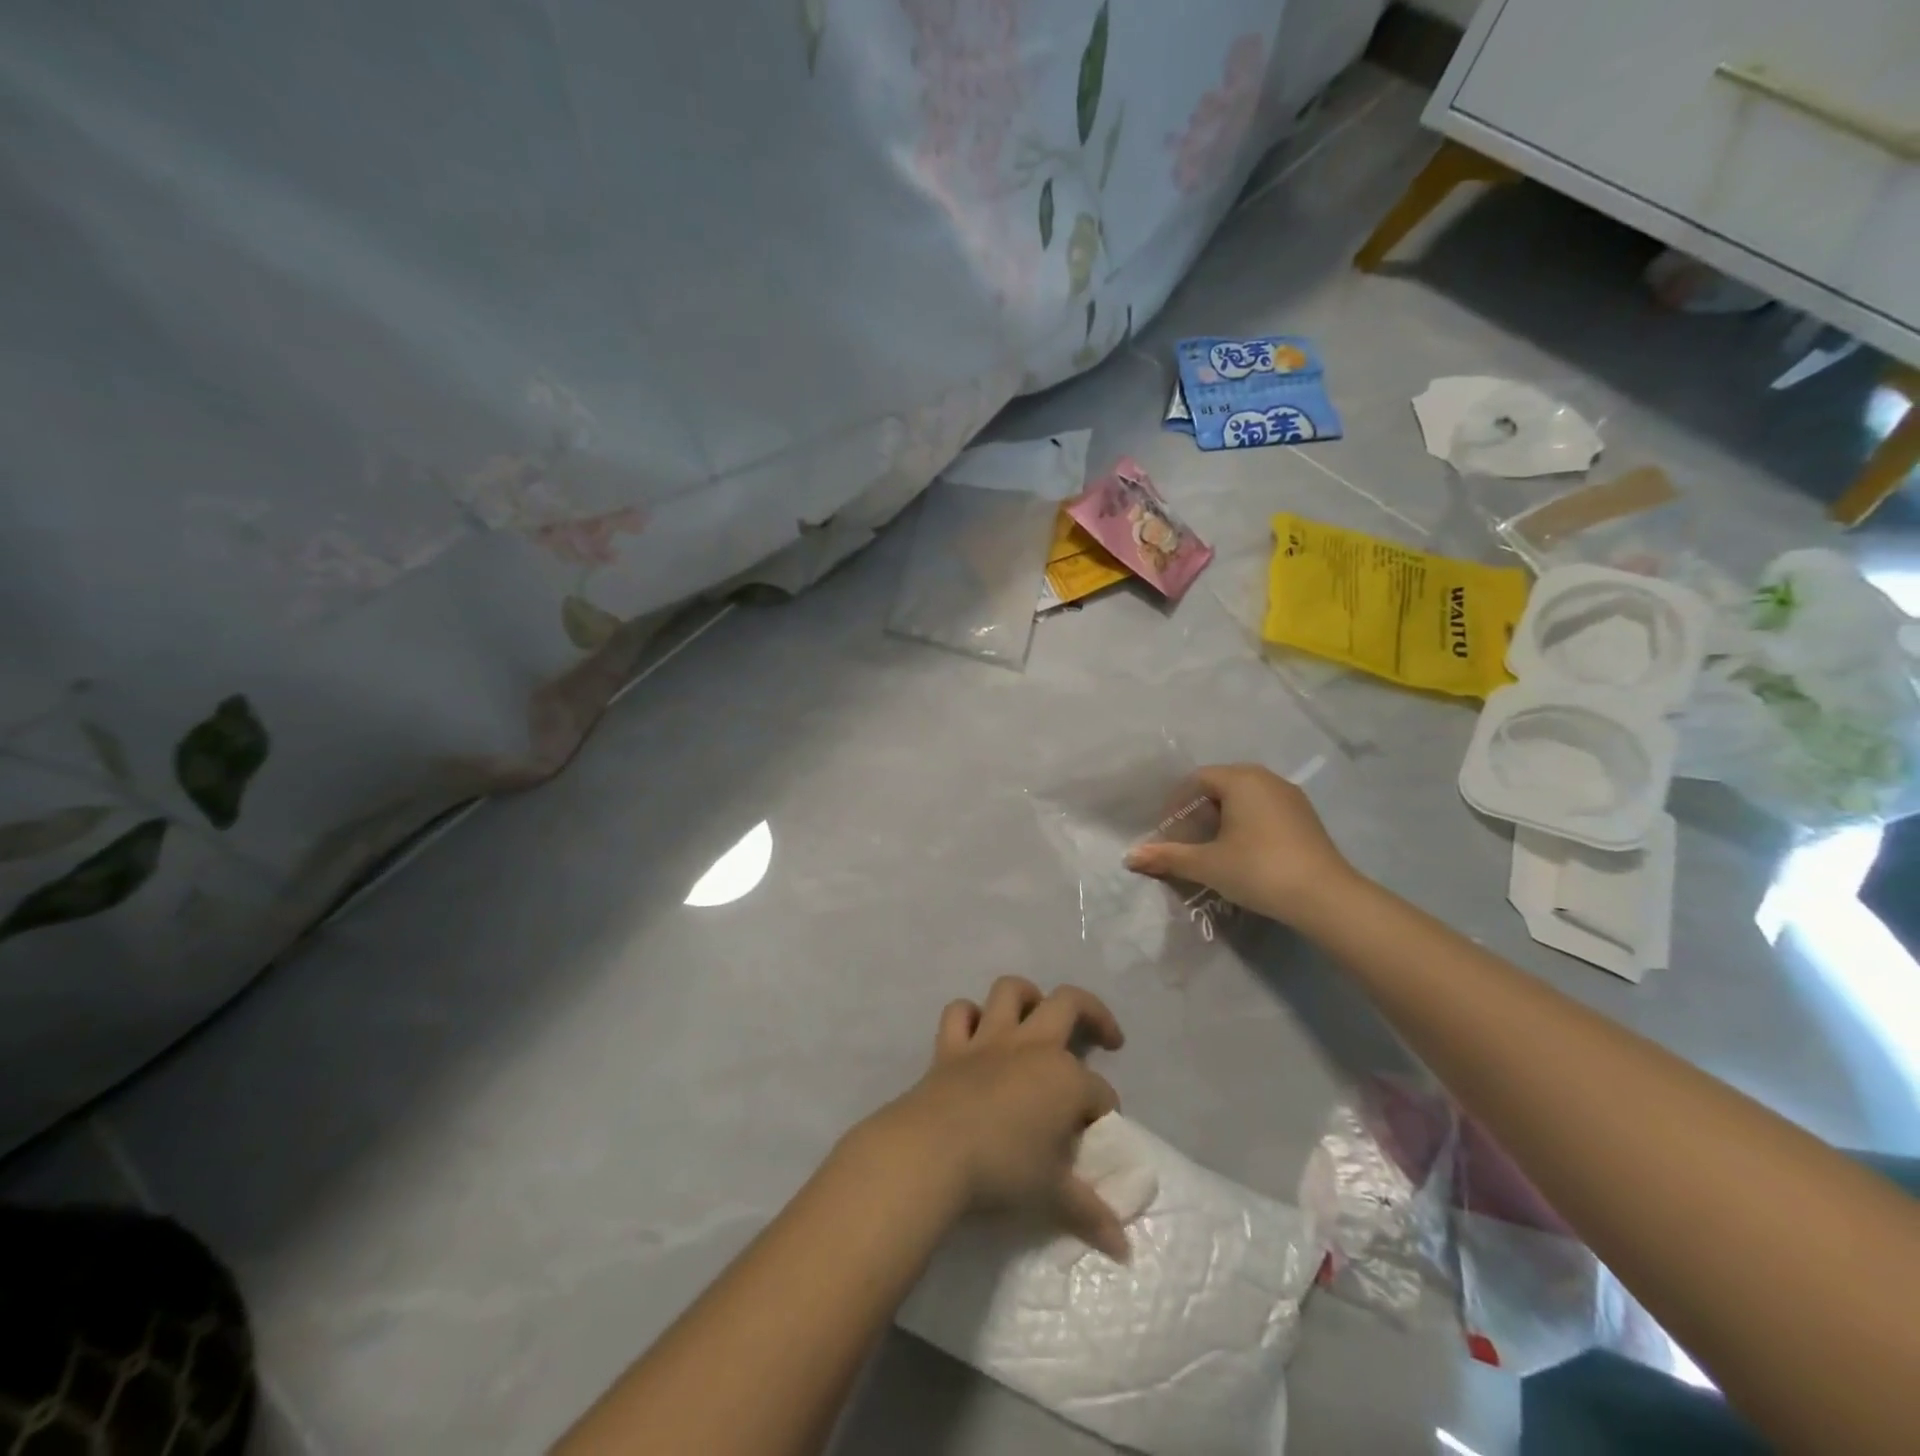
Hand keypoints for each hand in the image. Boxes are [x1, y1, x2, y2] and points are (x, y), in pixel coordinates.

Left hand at [864, 978, 1128, 1259]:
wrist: (933, 1152)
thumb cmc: (1002, 1170)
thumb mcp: (1052, 1194)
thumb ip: (1089, 1212)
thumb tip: (1123, 1247)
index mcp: (1065, 1078)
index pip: (1099, 1092)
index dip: (1105, 1113)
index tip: (1100, 1135)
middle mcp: (1031, 1046)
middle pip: (1070, 1005)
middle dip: (1095, 1014)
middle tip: (1106, 1037)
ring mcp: (988, 1040)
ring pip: (1010, 991)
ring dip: (1027, 995)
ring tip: (1038, 1012)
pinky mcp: (950, 1046)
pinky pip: (958, 1014)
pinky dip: (968, 1016)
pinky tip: (976, 1030)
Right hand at [1123, 763, 1355, 924]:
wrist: (1325, 897)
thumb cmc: (1258, 869)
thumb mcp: (1207, 864)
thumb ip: (1168, 857)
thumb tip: (1129, 857)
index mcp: (1241, 779)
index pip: (1197, 779)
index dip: (1176, 804)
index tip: (1168, 833)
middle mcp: (1266, 778)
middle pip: (1221, 785)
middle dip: (1199, 811)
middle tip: (1187, 840)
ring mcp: (1291, 797)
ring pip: (1245, 798)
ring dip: (1223, 818)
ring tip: (1213, 848)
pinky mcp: (1306, 817)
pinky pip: (1265, 810)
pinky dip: (1247, 824)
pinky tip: (1245, 853)